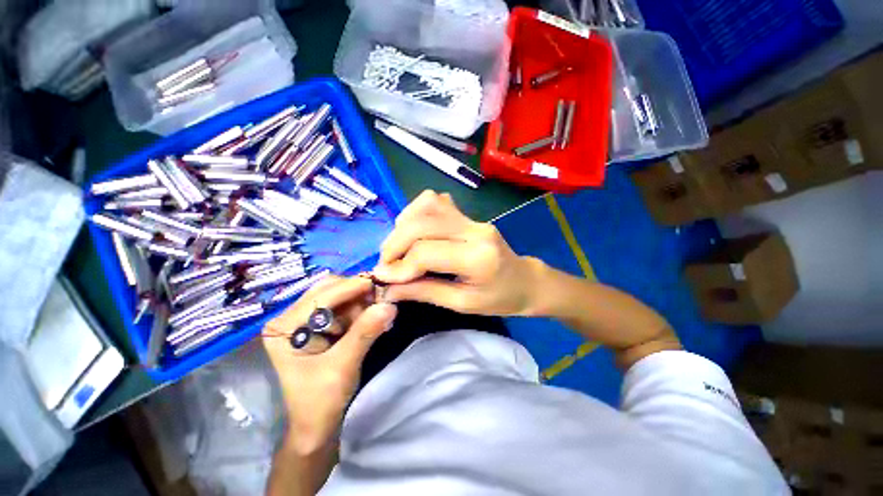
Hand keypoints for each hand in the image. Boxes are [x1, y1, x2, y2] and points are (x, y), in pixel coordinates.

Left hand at [262, 276, 396, 453]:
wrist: (316, 425)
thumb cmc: (320, 401)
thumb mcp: (343, 366)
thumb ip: (365, 333)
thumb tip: (390, 305)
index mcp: (284, 327)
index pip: (321, 296)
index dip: (352, 287)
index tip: (380, 284)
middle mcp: (291, 317)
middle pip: (329, 290)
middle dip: (356, 294)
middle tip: (380, 300)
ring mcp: (304, 320)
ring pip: (339, 296)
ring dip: (360, 302)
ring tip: (378, 314)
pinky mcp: (318, 325)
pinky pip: (343, 307)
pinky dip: (360, 310)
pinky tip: (371, 319)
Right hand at [372, 190, 540, 315]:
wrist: (525, 281)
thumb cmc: (499, 299)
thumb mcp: (462, 304)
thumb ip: (424, 292)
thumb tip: (388, 287)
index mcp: (477, 258)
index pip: (426, 252)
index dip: (399, 266)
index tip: (382, 279)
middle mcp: (475, 230)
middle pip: (422, 224)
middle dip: (395, 244)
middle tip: (386, 264)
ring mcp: (473, 218)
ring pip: (427, 205)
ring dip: (404, 225)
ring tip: (399, 247)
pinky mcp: (469, 214)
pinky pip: (436, 202)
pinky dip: (417, 213)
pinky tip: (415, 231)